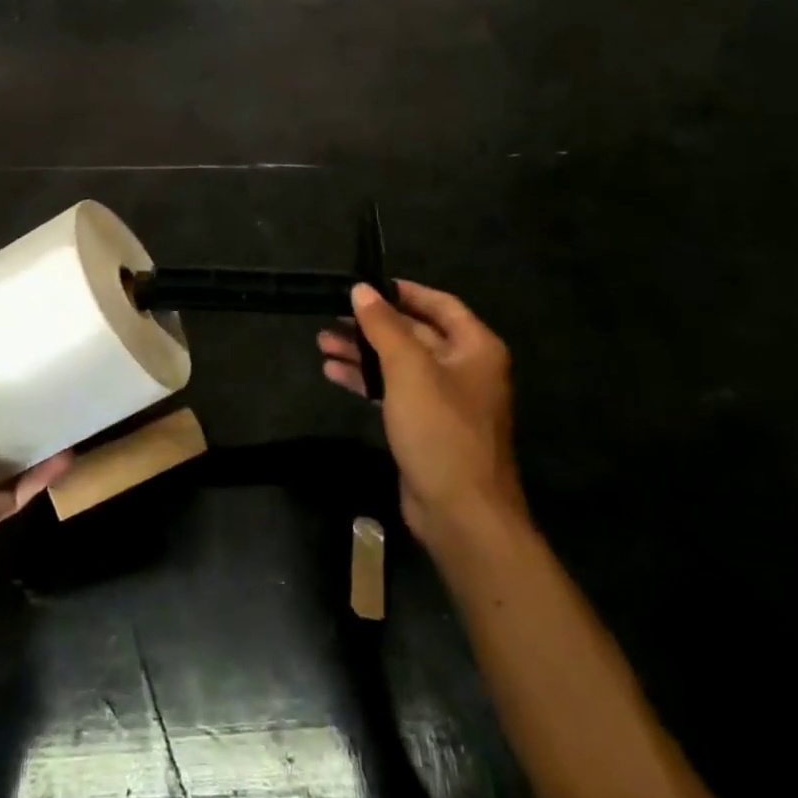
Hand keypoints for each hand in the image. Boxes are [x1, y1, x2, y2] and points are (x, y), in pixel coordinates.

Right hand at [319, 281, 524, 555]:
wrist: (461, 513)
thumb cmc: (440, 429)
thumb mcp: (408, 369)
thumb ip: (384, 326)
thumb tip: (362, 289)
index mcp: (475, 347)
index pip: (438, 304)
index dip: (402, 292)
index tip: (365, 284)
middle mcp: (464, 368)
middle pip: (414, 333)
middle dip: (372, 325)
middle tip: (332, 315)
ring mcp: (445, 400)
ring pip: (399, 363)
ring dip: (363, 352)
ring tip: (322, 342)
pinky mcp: (426, 426)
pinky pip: (393, 391)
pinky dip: (366, 380)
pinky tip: (333, 373)